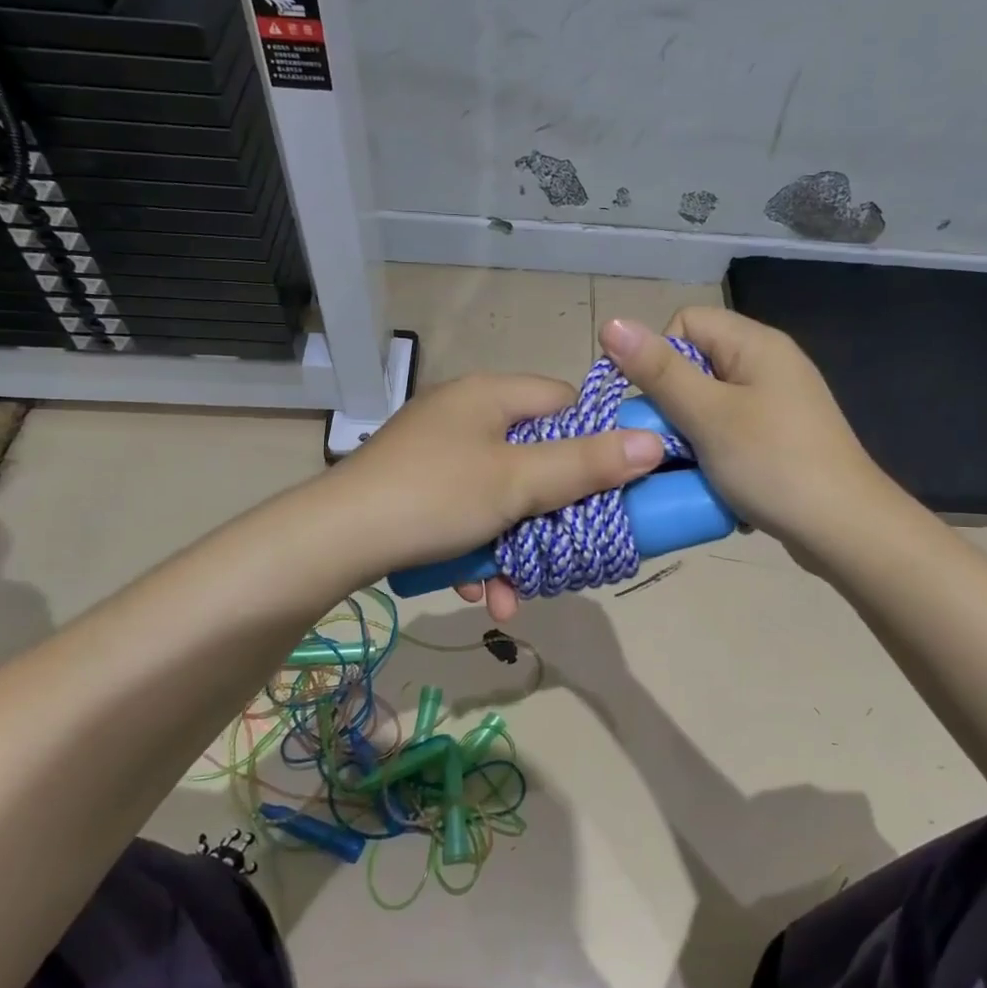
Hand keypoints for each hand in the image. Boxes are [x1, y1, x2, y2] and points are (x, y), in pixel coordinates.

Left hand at [320, 372, 665, 612]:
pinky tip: (476, 590)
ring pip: (503, 495)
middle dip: (553, 513)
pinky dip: (479, 549)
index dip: (595, 441)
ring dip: (515, 545)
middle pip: (537, 456)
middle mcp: (466, 415)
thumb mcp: (518, 483)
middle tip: (570, 549)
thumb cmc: (436, 498)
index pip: (566, 402)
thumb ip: (586, 464)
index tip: (611, 486)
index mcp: (491, 395)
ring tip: (513, 592)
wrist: (333, 542)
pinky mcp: (418, 489)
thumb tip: (653, 442)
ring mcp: (438, 453)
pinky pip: (468, 513)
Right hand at [598, 308, 881, 550]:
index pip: (685, 323)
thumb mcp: (708, 415)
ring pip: (708, 406)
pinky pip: (729, 434)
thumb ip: (659, 371)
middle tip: (666, 444)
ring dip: (690, 436)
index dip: (657, 358)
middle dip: (671, 405)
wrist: (844, 529)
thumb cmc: (773, 464)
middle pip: (695, 366)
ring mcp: (777, 404)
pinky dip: (714, 456)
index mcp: (755, 344)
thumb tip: (610, 322)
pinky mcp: (779, 439)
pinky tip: (715, 483)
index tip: (649, 405)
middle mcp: (768, 365)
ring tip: (690, 468)